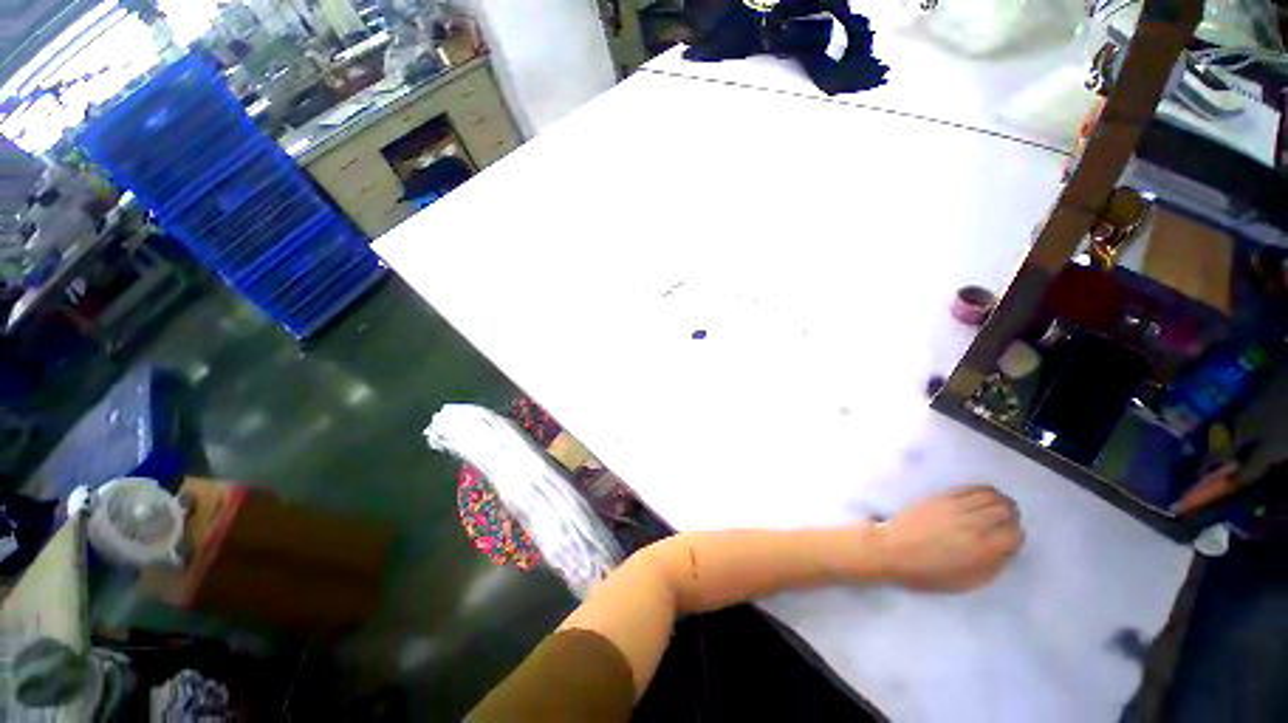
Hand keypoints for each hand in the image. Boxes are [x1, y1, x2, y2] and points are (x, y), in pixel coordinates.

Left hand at [873, 485, 1023, 591]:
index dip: (1016, 537)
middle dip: (1010, 517)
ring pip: (991, 495)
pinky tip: (981, 498)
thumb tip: (1008, 549)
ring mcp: (955, 506)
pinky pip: (969, 487)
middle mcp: (972, 523)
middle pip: (1006, 510)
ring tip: (995, 509)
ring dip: (998, 502)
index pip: (1015, 533)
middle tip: (1005, 523)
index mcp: (982, 548)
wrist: (892, 549)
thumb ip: (994, 565)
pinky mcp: (940, 495)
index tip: (1009, 541)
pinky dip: (981, 490)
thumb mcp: (969, 581)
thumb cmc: (928, 571)